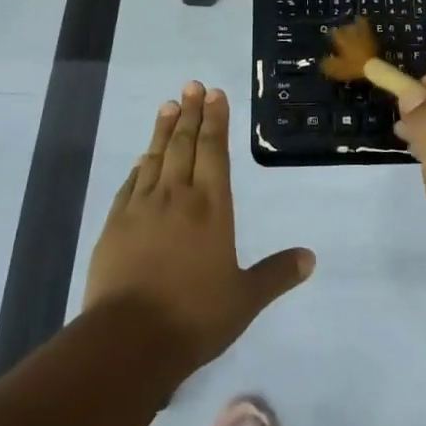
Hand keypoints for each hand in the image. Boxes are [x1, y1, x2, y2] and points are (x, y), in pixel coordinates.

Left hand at [85, 81, 314, 376]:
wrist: (128, 340)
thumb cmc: (194, 316)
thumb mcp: (245, 299)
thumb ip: (276, 274)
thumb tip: (310, 258)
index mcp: (211, 207)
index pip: (214, 152)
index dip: (215, 121)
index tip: (215, 94)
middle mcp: (177, 197)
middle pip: (184, 144)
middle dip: (190, 113)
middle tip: (192, 86)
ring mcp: (141, 207)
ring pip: (155, 157)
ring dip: (163, 129)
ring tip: (168, 105)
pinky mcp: (115, 224)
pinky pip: (130, 184)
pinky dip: (139, 166)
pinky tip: (142, 159)